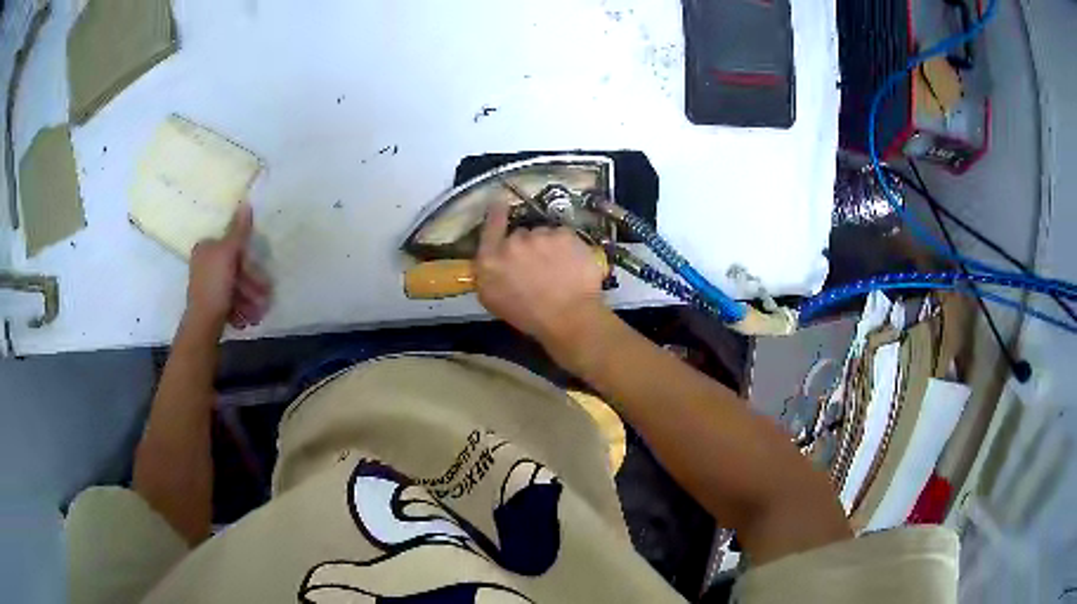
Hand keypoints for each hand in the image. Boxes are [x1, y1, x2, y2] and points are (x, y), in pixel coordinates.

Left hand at [186, 204, 271, 331]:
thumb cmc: (214, 286)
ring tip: (258, 315)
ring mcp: (206, 287)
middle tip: (265, 299)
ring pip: (235, 289)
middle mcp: (203, 265)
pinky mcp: (210, 306)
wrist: (203, 326)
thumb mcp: (228, 254)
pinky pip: (230, 303)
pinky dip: (240, 311)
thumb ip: (238, 231)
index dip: (248, 262)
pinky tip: (247, 320)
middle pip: (235, 270)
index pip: (232, 248)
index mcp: (205, 249)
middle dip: (251, 286)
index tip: (261, 275)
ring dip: (249, 301)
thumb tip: (245, 203)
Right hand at [475, 201, 608, 352]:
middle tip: (538, 267)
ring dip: (549, 247)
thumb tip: (492, 259)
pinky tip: (572, 266)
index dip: (495, 214)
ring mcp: (541, 236)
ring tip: (558, 270)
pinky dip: (568, 248)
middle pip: (520, 234)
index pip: (490, 227)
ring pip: (544, 235)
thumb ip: (488, 274)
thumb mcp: (493, 299)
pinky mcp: (565, 235)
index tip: (499, 202)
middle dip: (527, 247)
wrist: (570, 318)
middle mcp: (513, 242)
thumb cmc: (529, 316)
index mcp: (491, 260)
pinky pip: (564, 236)